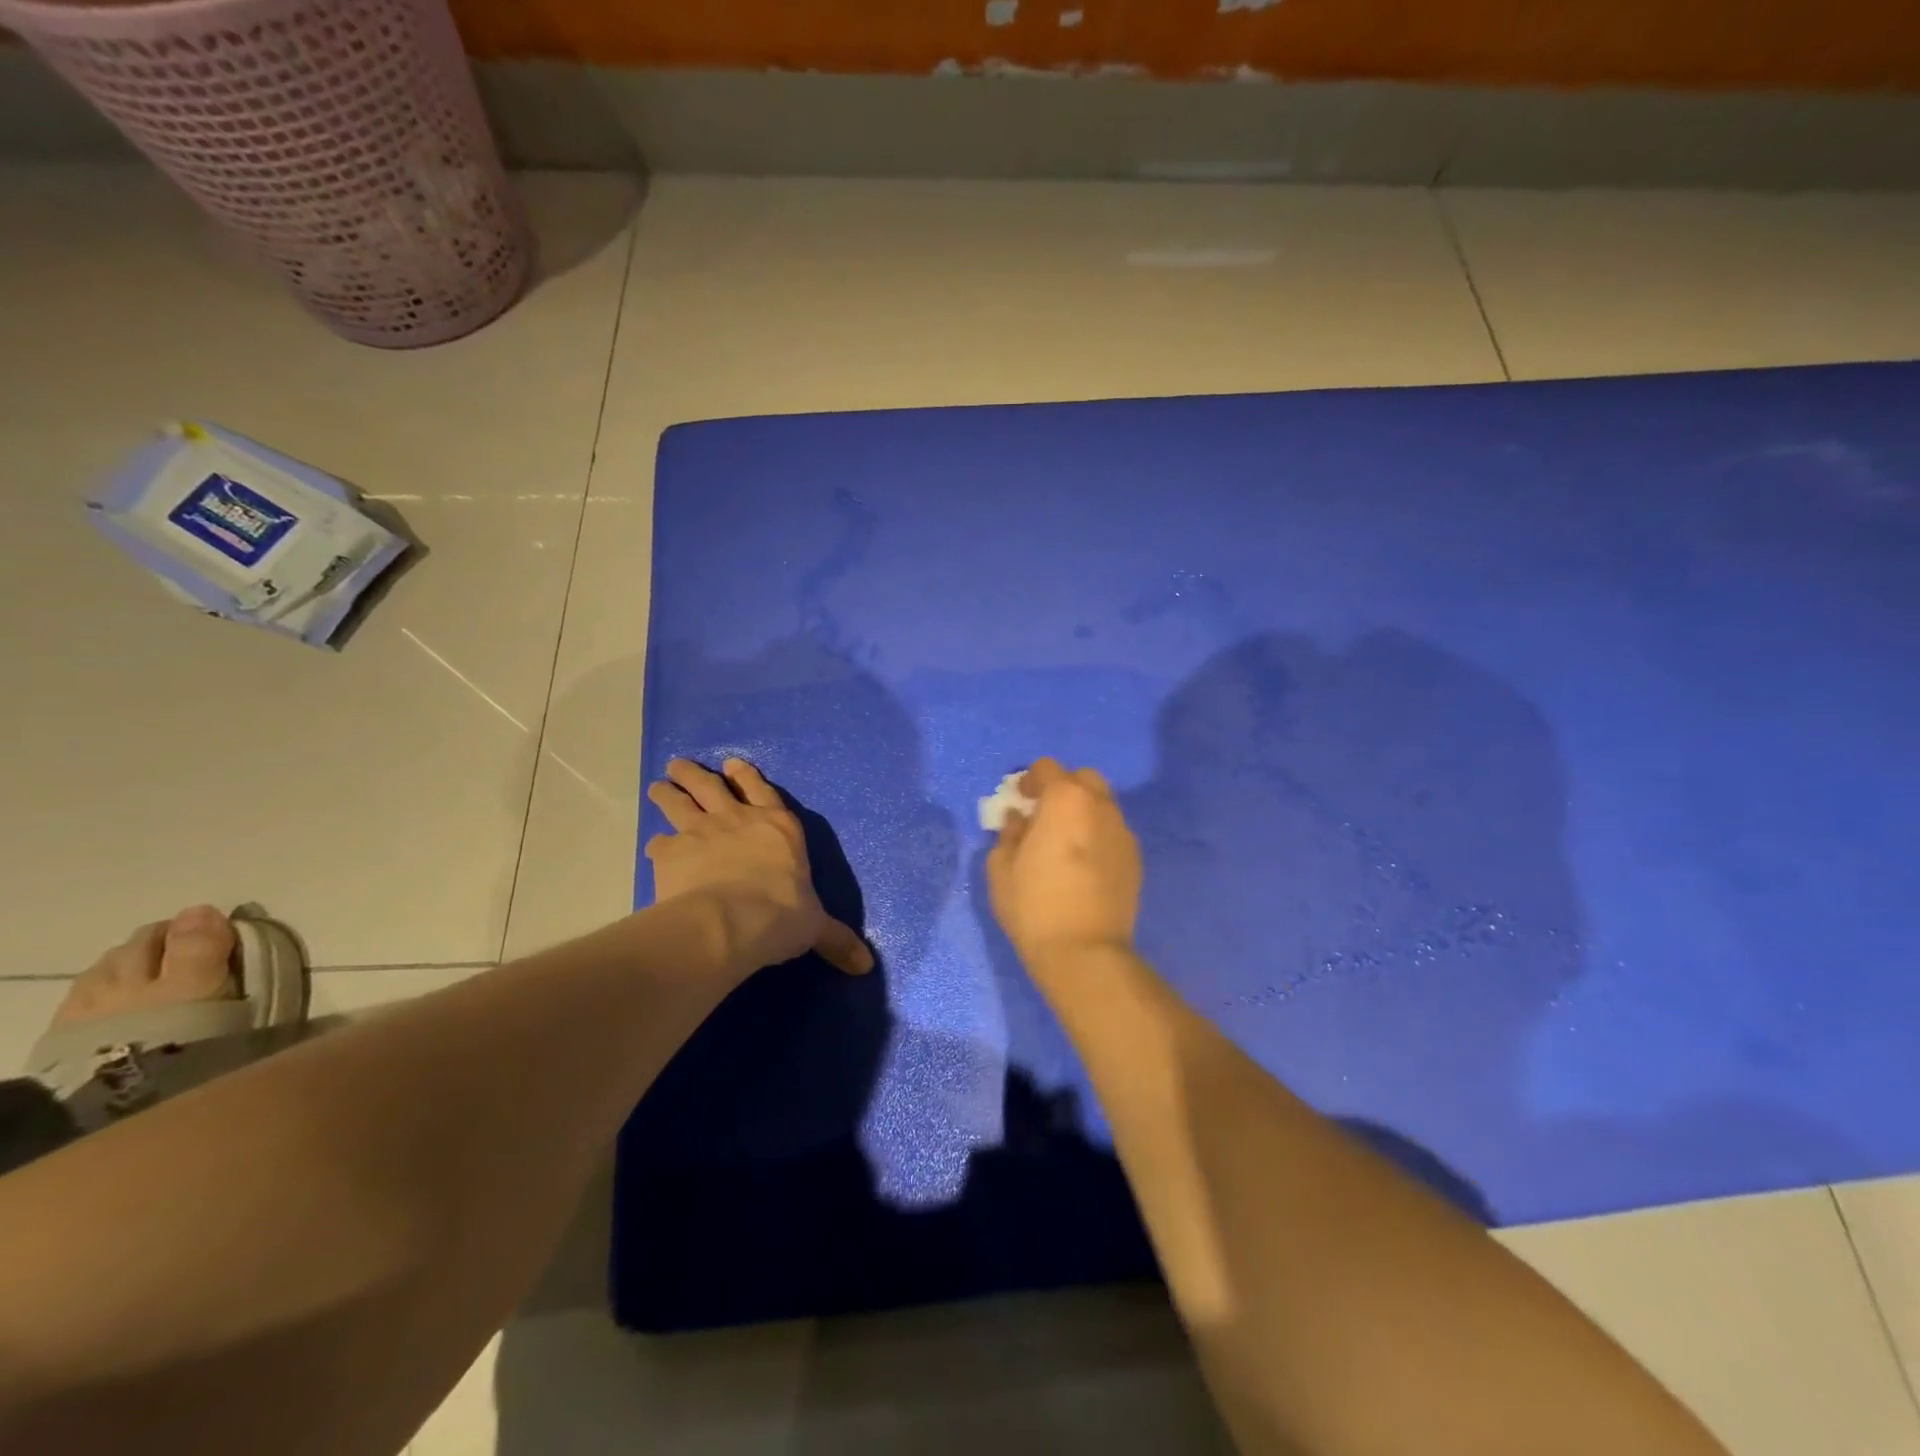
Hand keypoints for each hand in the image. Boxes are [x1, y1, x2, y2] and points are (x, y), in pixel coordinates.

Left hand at [646, 758, 872, 976]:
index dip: (747, 777)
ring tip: (658, 786)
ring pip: (680, 803)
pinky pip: (660, 843)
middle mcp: (738, 820)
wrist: (730, 921)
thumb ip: (835, 939)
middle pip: (712, 787)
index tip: (732, 764)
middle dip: (697, 775)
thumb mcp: (815, 927)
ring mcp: (701, 832)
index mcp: (778, 828)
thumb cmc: (781, 916)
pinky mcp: (671, 853)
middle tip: (679, 765)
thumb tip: (866, 965)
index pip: (762, 791)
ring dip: (669, 793)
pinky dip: (657, 845)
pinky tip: (653, 849)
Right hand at [987, 758, 1141, 970]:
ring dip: (1082, 812)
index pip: (1047, 768)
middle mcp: (1100, 806)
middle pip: (1083, 779)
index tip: (1019, 800)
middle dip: (1062, 788)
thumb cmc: (1034, 905)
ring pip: (1102, 805)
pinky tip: (1083, 864)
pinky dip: (1097, 835)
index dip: (1029, 780)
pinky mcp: (1135, 859)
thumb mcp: (1001, 867)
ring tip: (1064, 842)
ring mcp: (1123, 832)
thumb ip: (1009, 833)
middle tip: (1044, 815)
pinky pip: (1113, 832)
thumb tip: (1017, 818)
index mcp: (1065, 800)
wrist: (1084, 951)